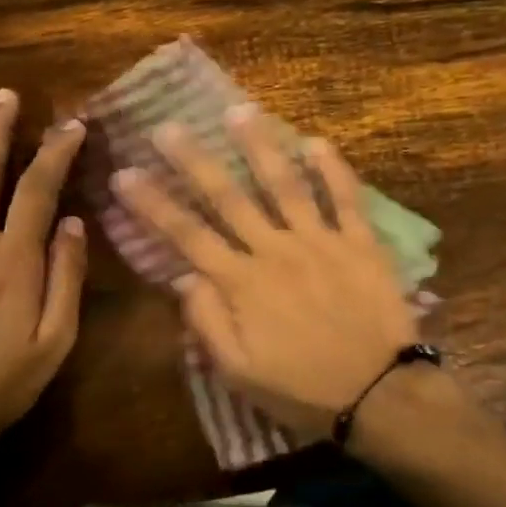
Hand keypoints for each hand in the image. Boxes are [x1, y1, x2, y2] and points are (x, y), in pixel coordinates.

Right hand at [113, 108, 418, 442]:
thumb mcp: (240, 373)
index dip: (153, 204)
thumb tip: (184, 278)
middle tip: (168, 126)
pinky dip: (333, 168)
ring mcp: (320, 242)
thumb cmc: (304, 390)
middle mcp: (275, 251)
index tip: (124, 174)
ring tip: (238, 110)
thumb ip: (208, 323)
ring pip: (284, 184)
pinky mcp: (360, 243)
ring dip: (259, 146)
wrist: (381, 395)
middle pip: (227, 197)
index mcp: (242, 283)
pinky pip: (346, 198)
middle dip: (193, 160)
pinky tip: (316, 141)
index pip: (187, 235)